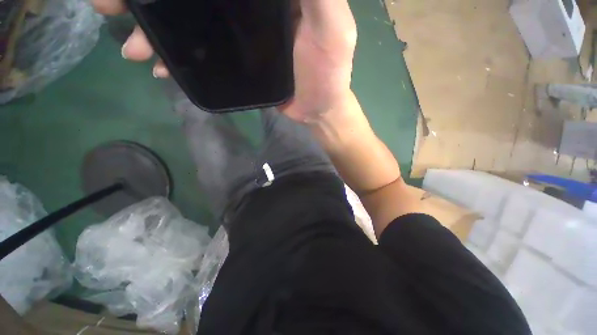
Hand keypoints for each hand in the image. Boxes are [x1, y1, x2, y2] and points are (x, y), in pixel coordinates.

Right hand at [92, 0, 356, 123]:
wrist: (319, 109)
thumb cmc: (329, 74)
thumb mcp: (332, 27)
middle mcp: (252, 8)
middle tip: (117, 4)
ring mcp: (241, 37)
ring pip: (192, 22)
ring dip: (157, 27)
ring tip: (134, 42)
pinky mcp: (238, 65)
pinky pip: (203, 55)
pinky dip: (180, 58)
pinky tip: (161, 65)